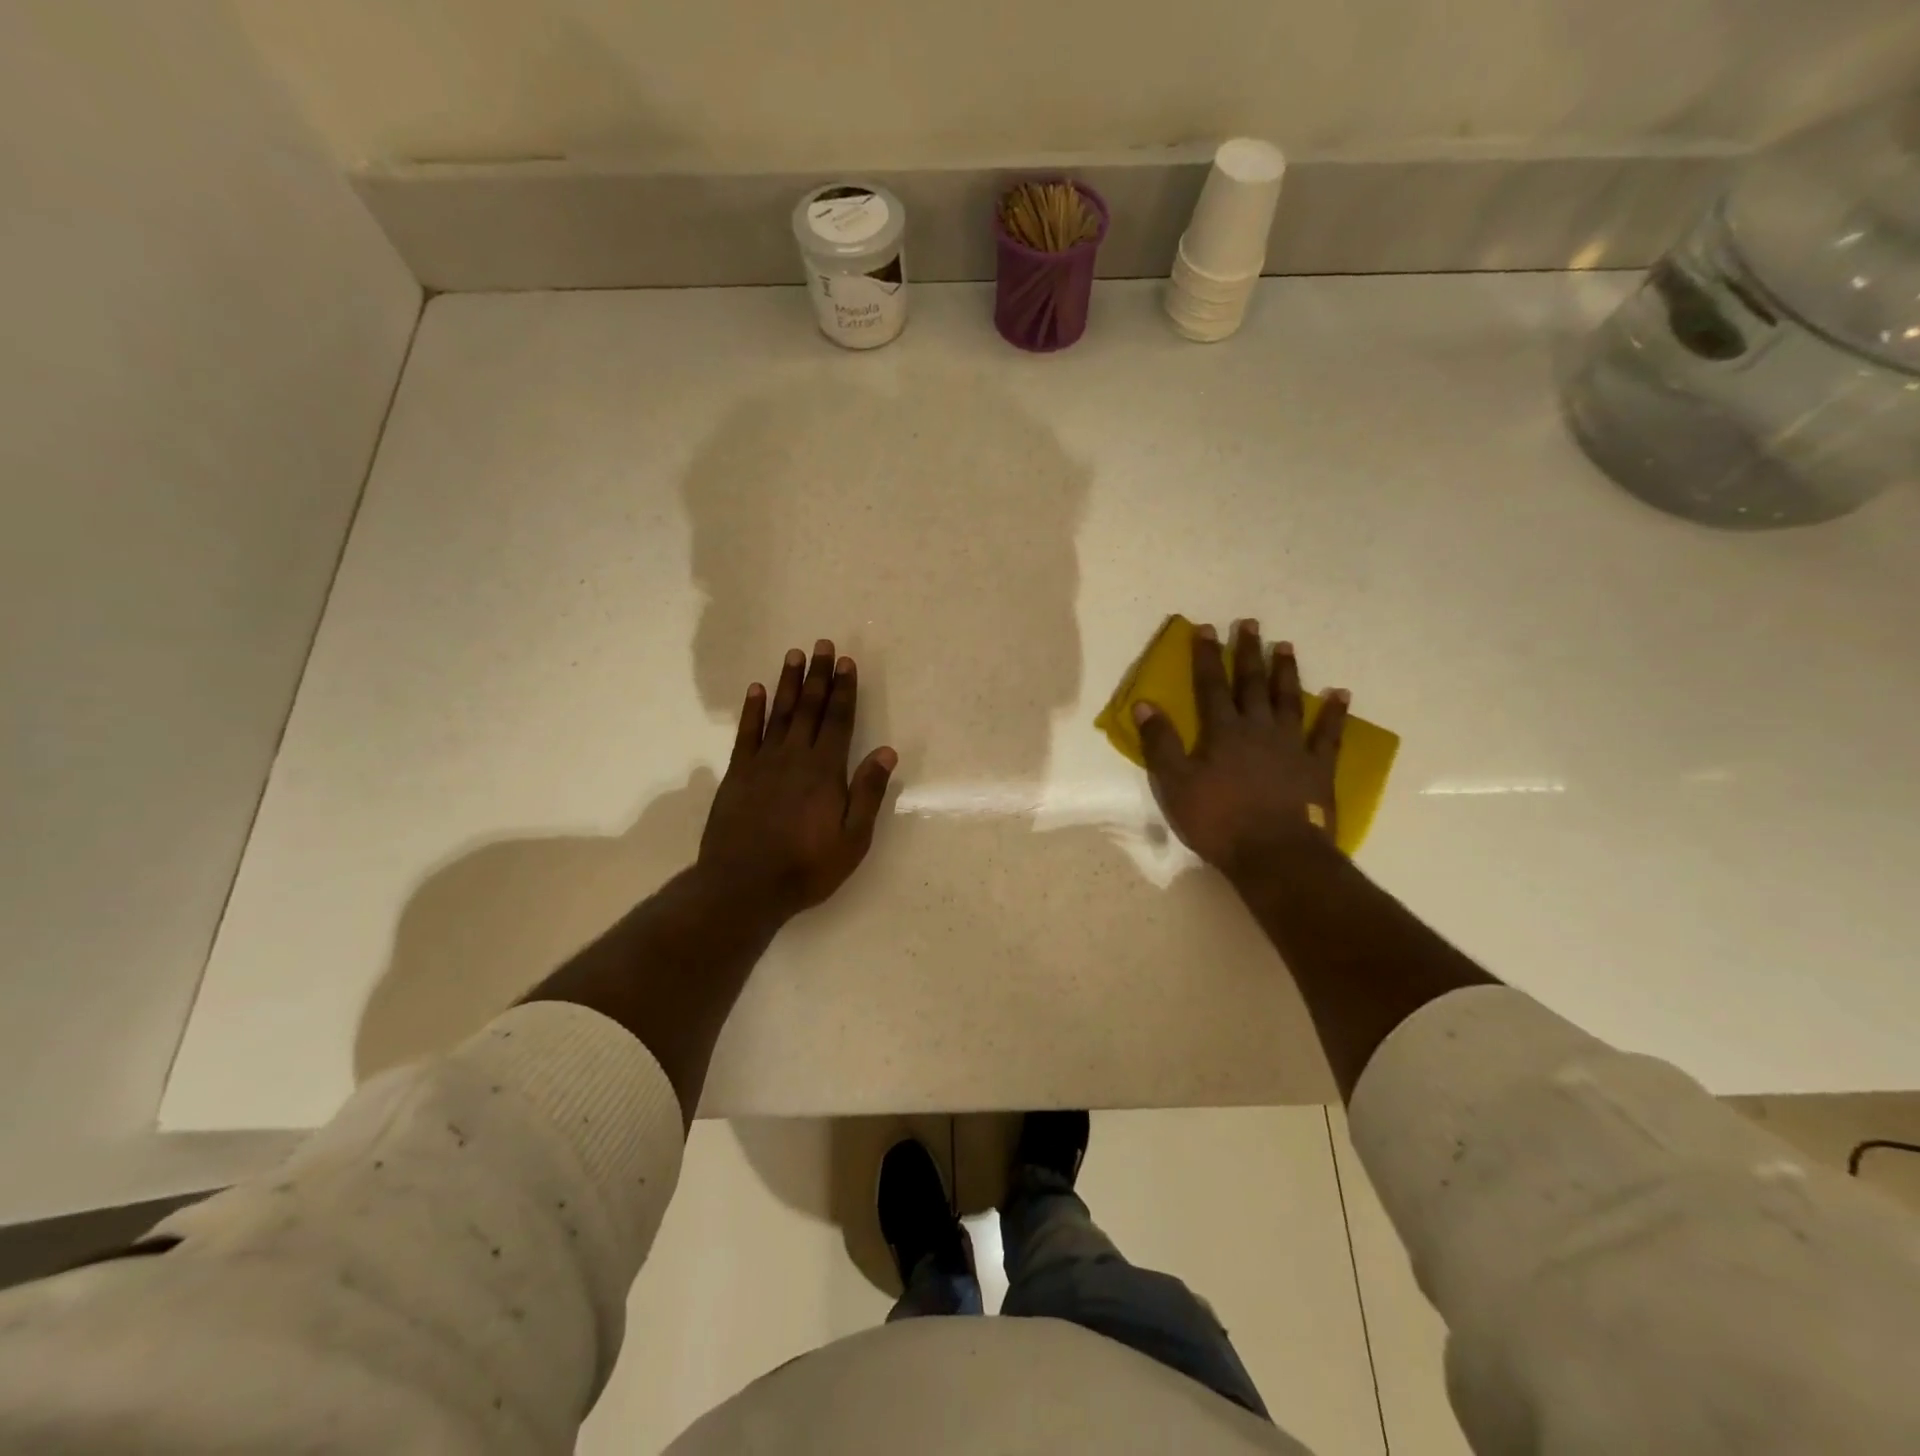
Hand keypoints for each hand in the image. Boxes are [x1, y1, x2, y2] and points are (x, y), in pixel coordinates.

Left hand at [698, 639, 897, 917]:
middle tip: (822, 645)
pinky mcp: (738, 774)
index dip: (844, 690)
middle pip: (808, 708)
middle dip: (818, 676)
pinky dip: (752, 710)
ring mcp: (762, 763)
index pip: (838, 720)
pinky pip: (746, 733)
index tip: (846, 663)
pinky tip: (755, 690)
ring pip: (778, 713)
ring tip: (794, 655)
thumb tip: (887, 751)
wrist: (744, 886)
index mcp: (825, 771)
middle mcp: (795, 757)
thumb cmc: (807, 867)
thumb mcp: (852, 839)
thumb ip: (868, 792)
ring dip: (787, 683)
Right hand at [1134, 620, 1348, 877]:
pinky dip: (1335, 714)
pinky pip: (1329, 734)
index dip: (1206, 657)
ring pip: (1289, 699)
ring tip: (1285, 646)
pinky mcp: (1318, 767)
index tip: (1206, 628)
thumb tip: (1144, 705)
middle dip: (1248, 653)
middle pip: (1252, 683)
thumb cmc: (1219, 821)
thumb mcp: (1175, 785)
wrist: (1276, 855)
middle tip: (1250, 624)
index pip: (1211, 685)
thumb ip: (1160, 743)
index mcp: (1223, 732)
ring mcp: (1292, 745)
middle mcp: (1259, 729)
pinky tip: (1341, 695)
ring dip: (1286, 672)